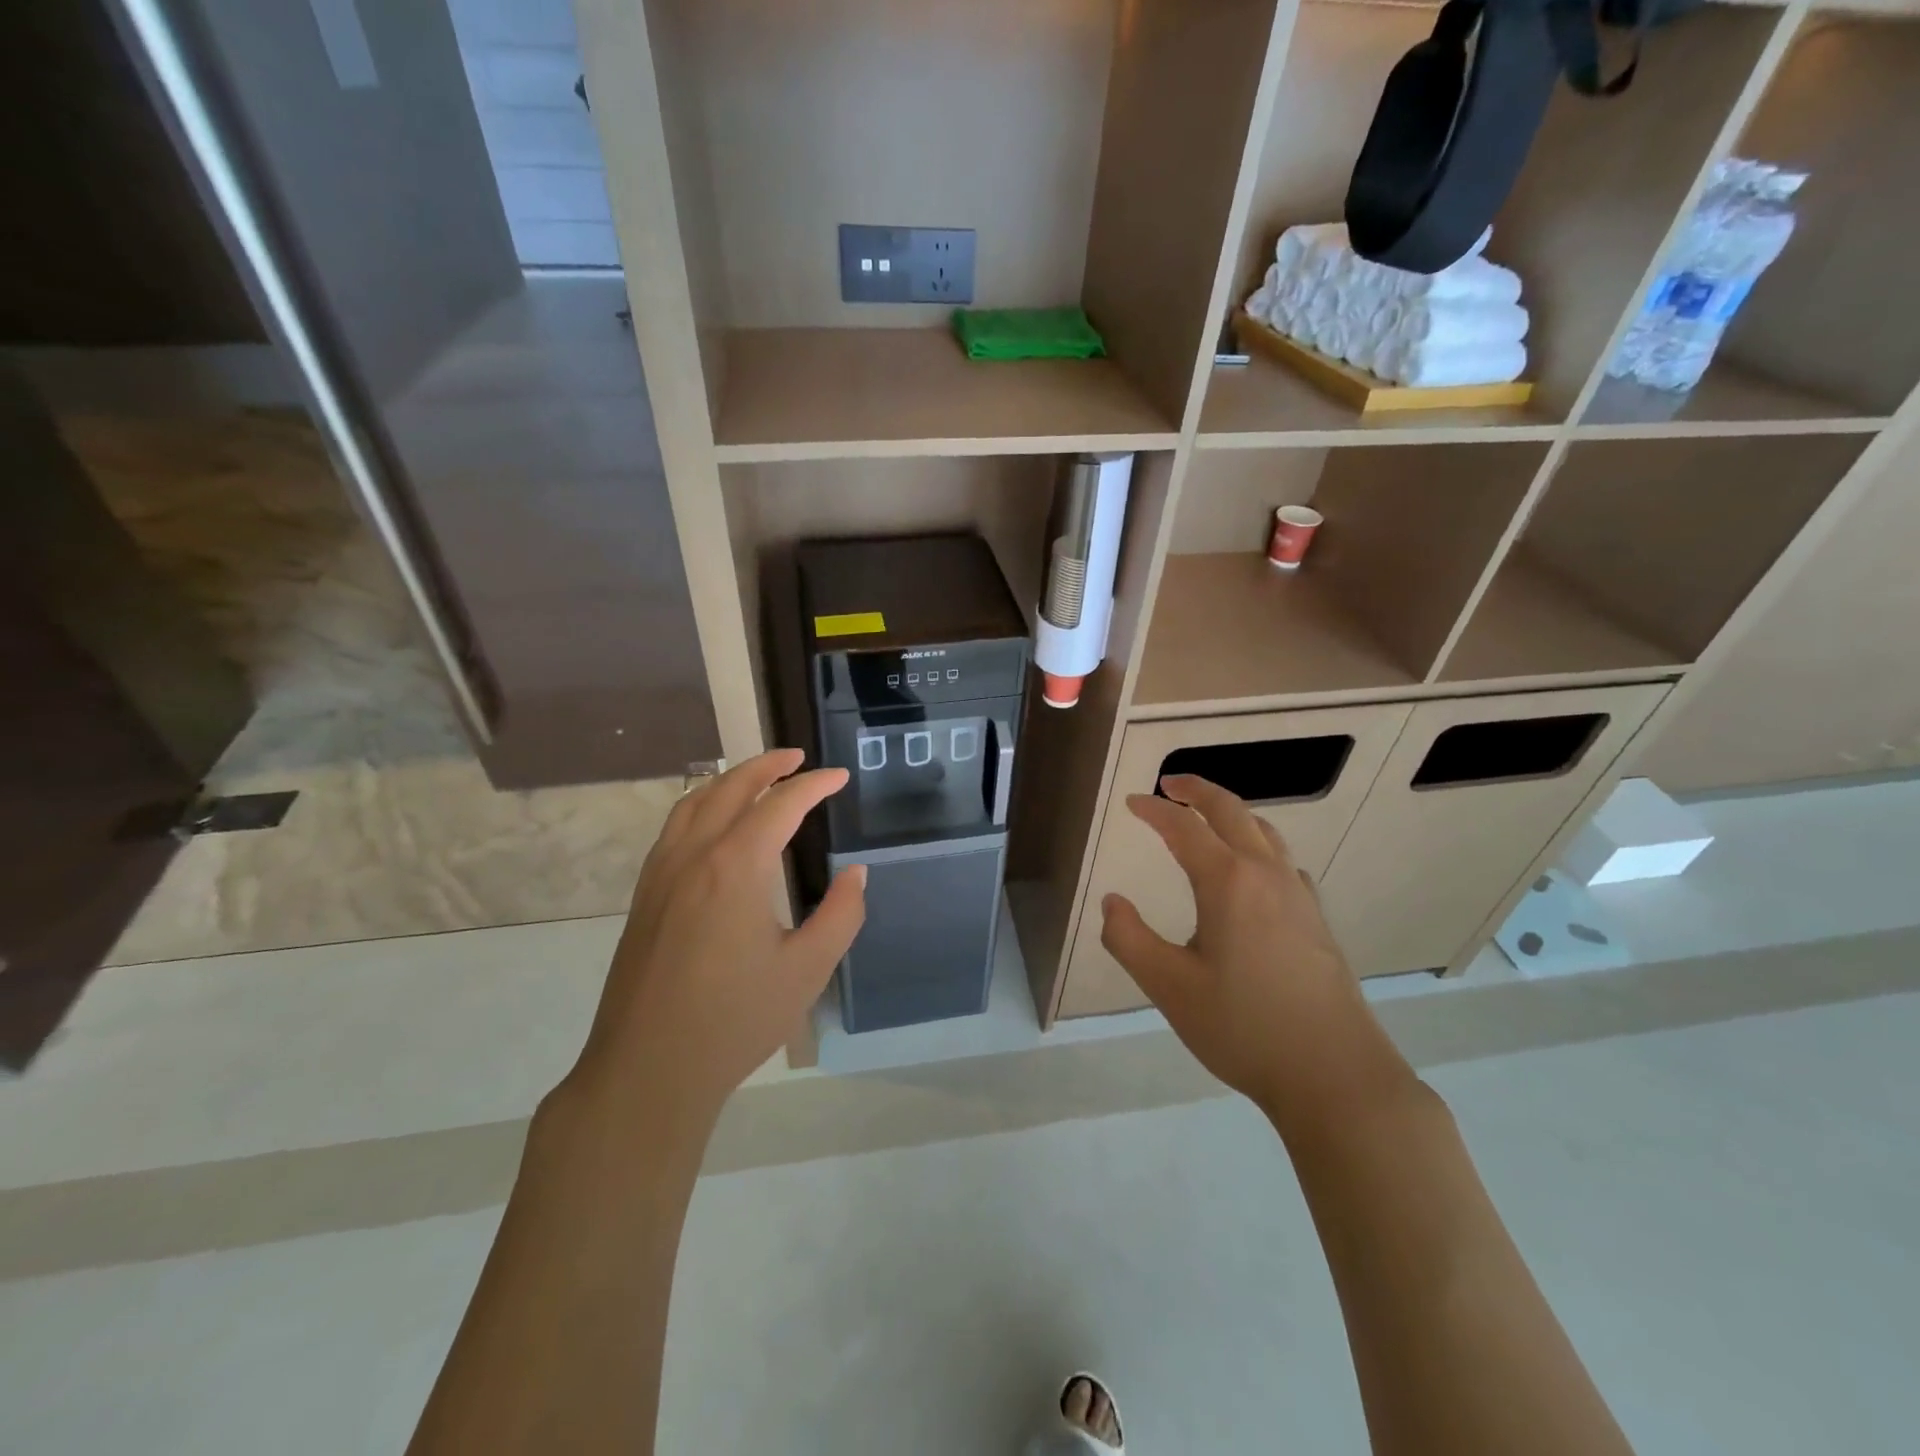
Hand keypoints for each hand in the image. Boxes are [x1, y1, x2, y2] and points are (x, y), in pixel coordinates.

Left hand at [565, 749, 864, 1126]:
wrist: (647, 1069)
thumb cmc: (734, 1020)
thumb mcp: (807, 970)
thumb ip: (841, 915)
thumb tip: (855, 874)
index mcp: (736, 866)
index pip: (781, 803)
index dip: (815, 784)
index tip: (840, 777)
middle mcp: (694, 855)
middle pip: (731, 788)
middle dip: (768, 766)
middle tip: (798, 758)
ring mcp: (661, 873)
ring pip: (694, 802)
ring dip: (730, 780)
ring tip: (759, 778)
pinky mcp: (644, 895)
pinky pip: (674, 827)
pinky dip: (701, 805)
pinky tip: (715, 824)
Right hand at [1099, 774, 1412, 1138]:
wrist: (1335, 1075)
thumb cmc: (1243, 1028)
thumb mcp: (1169, 987)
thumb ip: (1129, 939)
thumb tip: (1111, 902)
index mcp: (1227, 882)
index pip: (1184, 828)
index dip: (1154, 810)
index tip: (1131, 802)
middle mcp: (1266, 876)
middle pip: (1232, 811)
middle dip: (1198, 790)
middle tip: (1170, 784)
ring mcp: (1298, 896)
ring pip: (1265, 833)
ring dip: (1232, 814)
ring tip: (1208, 818)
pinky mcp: (1316, 920)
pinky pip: (1284, 862)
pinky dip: (1259, 845)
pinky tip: (1254, 873)